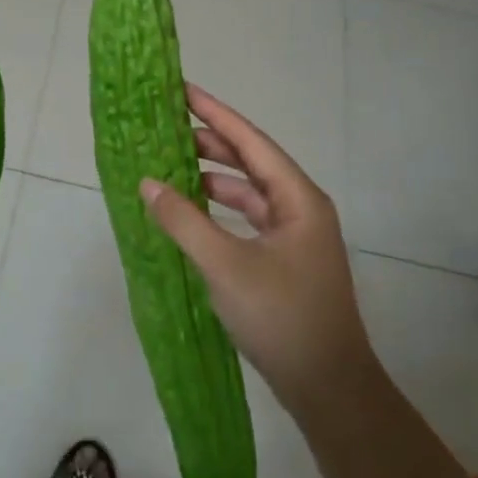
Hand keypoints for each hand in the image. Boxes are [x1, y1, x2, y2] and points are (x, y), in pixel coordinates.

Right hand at [140, 85, 381, 422]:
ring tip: (171, 165)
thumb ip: (184, 221)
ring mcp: (295, 236)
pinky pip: (247, 219)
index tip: (182, 90)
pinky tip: (191, 212)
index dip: (215, 113)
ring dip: (213, 177)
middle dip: (211, 142)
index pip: (251, 141)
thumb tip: (148, 183)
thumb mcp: (225, 265)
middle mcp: (300, 208)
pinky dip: (219, 209)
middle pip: (251, 161)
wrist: (329, 388)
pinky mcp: (285, 260)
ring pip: (249, 191)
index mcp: (298, 198)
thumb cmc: (282, 316)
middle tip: (167, 127)